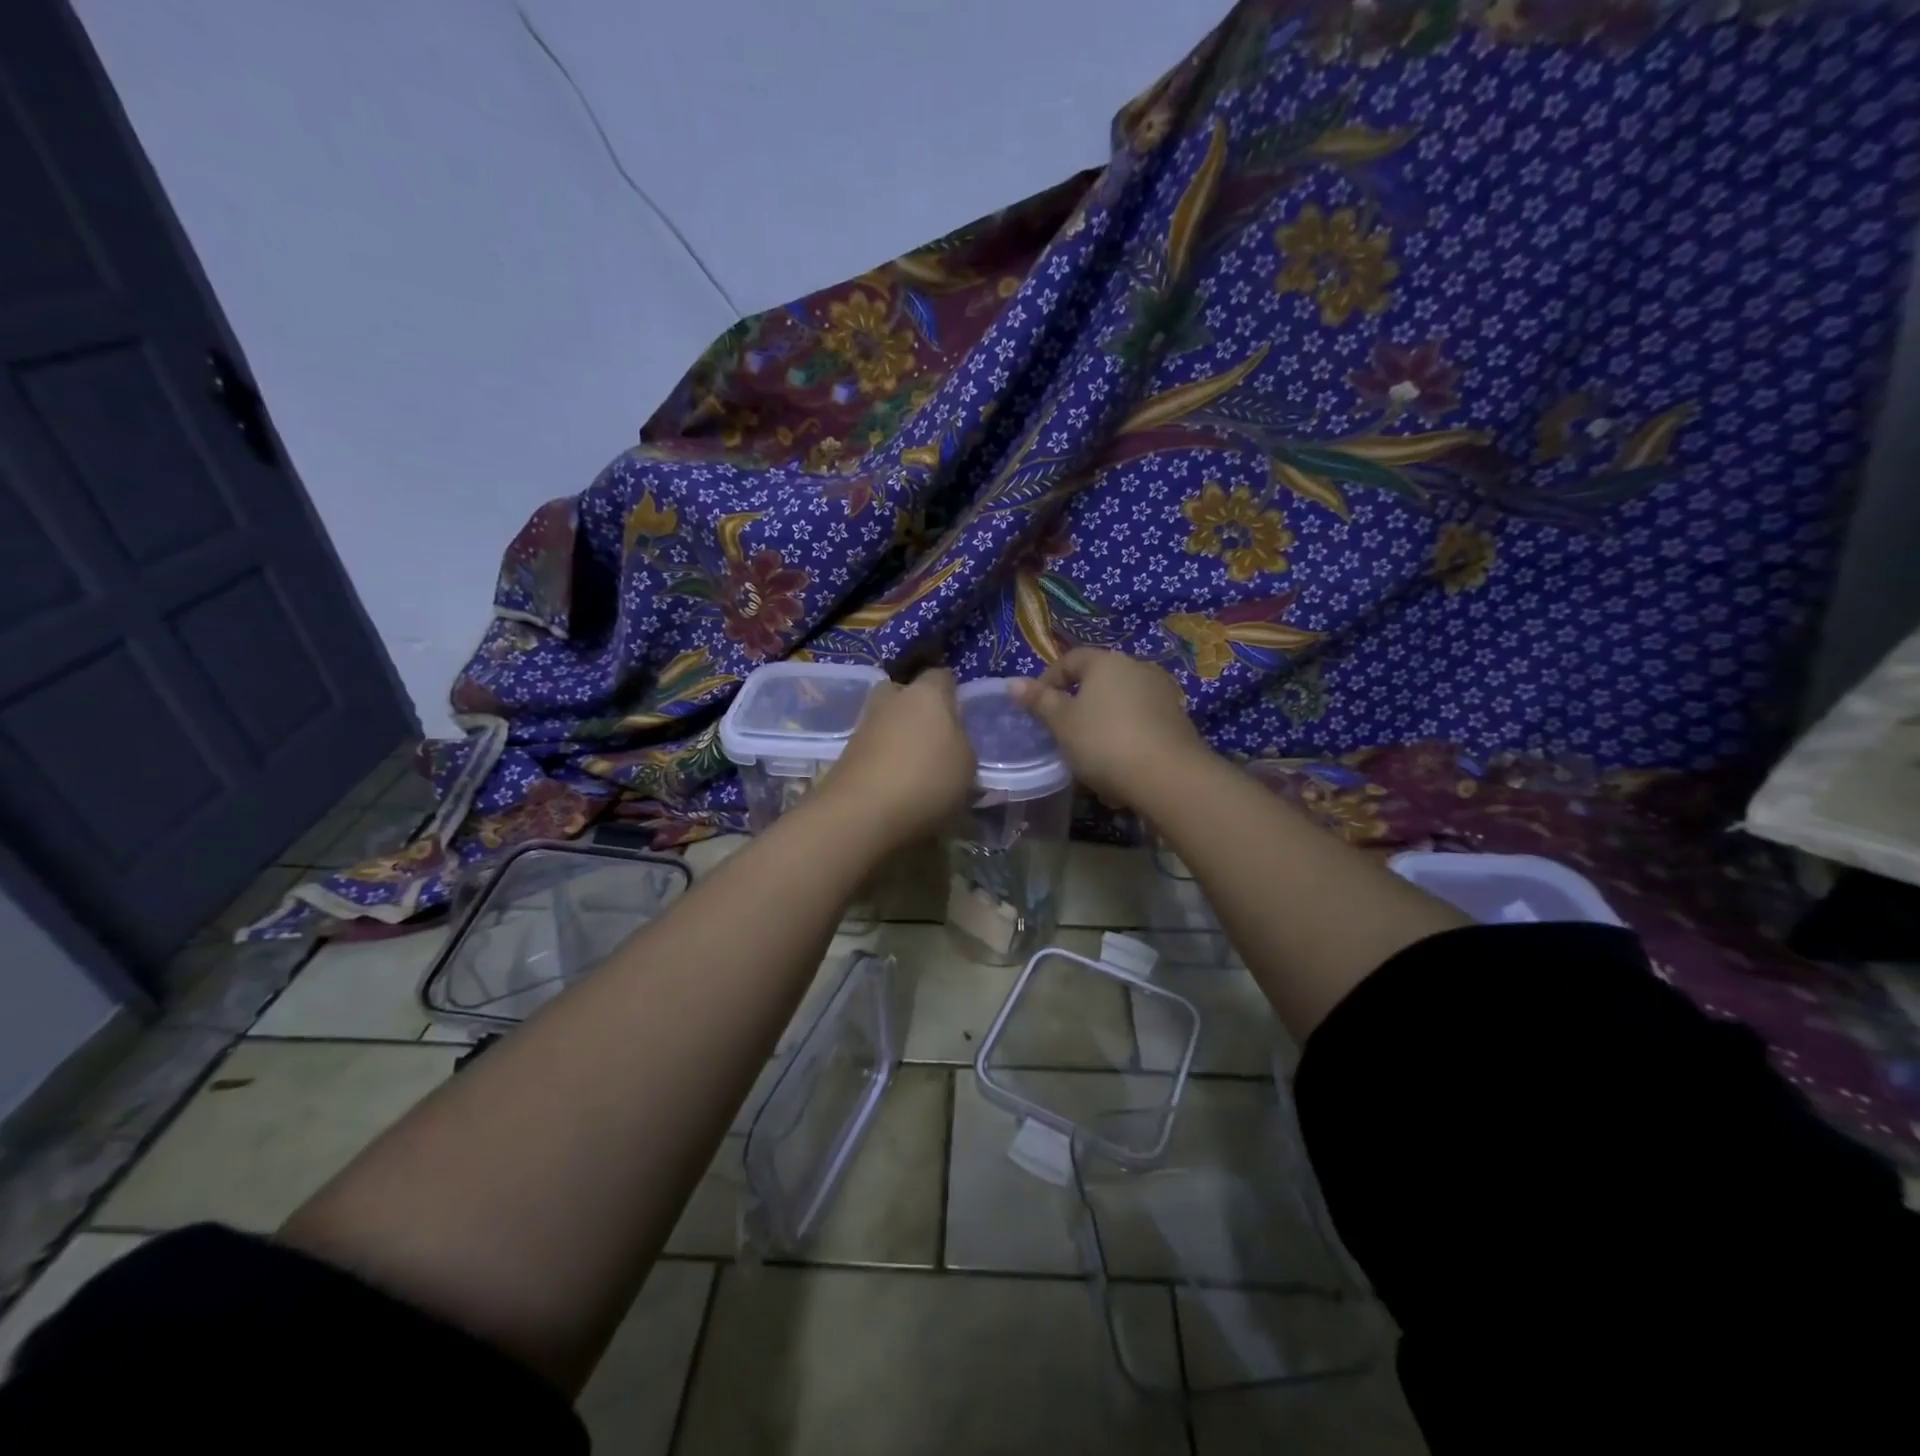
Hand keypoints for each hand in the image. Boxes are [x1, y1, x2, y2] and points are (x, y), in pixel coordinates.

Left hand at [817, 669, 976, 843]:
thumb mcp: (967, 765)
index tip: (960, 716)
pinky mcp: (845, 754)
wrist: (861, 814)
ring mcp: (863, 726)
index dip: (951, 692)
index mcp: (926, 693)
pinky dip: (884, 761)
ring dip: (898, 737)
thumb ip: (961, 744)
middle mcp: (891, 700)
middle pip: (904, 692)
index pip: (941, 676)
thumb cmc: (927, 779)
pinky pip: (873, 749)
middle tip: (934, 737)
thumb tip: (950, 739)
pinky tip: (896, 786)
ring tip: (917, 769)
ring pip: (886, 721)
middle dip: (916, 708)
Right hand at [1009, 648, 1206, 808]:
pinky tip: (1119, 767)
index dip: (1049, 680)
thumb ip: (1039, 701)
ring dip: (1103, 724)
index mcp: (1106, 662)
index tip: (1037, 708)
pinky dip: (1126, 738)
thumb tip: (1013, 683)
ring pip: (1121, 704)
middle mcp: (1138, 668)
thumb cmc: (1104, 742)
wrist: (1169, 776)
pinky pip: (1141, 723)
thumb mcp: (1062, 724)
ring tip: (1090, 755)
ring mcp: (1162, 693)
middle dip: (1078, 705)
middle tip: (1062, 733)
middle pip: (1099, 681)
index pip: (1070, 660)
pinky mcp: (1178, 720)